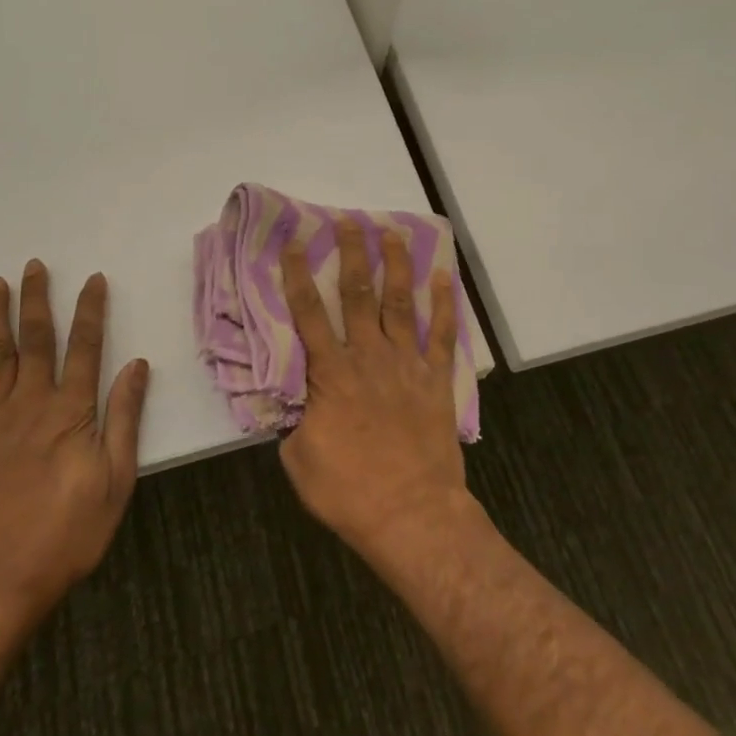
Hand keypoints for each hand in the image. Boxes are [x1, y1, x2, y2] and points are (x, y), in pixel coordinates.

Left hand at [0, 262, 148, 635]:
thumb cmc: (67, 535)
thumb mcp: (115, 481)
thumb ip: (124, 419)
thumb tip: (137, 365)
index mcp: (71, 413)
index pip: (86, 348)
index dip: (91, 311)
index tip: (93, 279)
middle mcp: (30, 405)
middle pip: (35, 340)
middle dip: (38, 299)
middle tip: (35, 265)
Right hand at [279, 220, 467, 556]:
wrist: (411, 513)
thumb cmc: (348, 490)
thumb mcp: (298, 458)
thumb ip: (295, 418)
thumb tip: (292, 397)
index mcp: (331, 374)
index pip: (309, 314)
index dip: (299, 277)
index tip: (296, 244)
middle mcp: (369, 357)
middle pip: (358, 294)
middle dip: (352, 254)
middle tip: (348, 221)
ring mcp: (406, 365)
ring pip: (399, 303)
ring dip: (395, 265)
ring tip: (392, 233)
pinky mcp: (436, 380)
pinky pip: (441, 334)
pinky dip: (443, 304)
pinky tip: (444, 278)